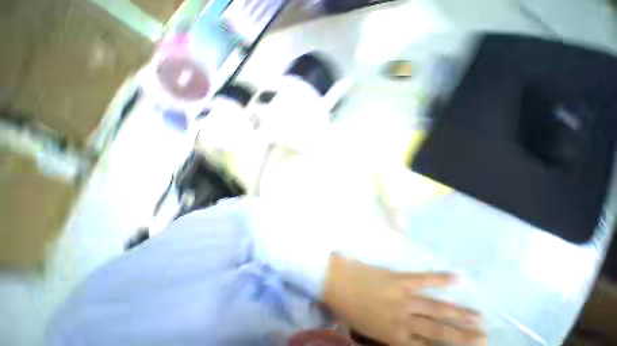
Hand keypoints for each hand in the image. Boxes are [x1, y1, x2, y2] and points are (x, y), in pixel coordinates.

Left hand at [323, 253, 485, 345]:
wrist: (336, 281)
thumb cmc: (347, 307)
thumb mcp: (366, 331)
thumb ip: (383, 336)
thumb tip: (402, 337)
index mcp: (394, 337)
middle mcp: (404, 321)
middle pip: (439, 333)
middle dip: (463, 338)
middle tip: (484, 338)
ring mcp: (403, 298)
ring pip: (437, 309)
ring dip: (460, 314)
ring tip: (480, 319)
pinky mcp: (399, 279)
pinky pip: (423, 279)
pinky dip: (440, 278)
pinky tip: (457, 277)